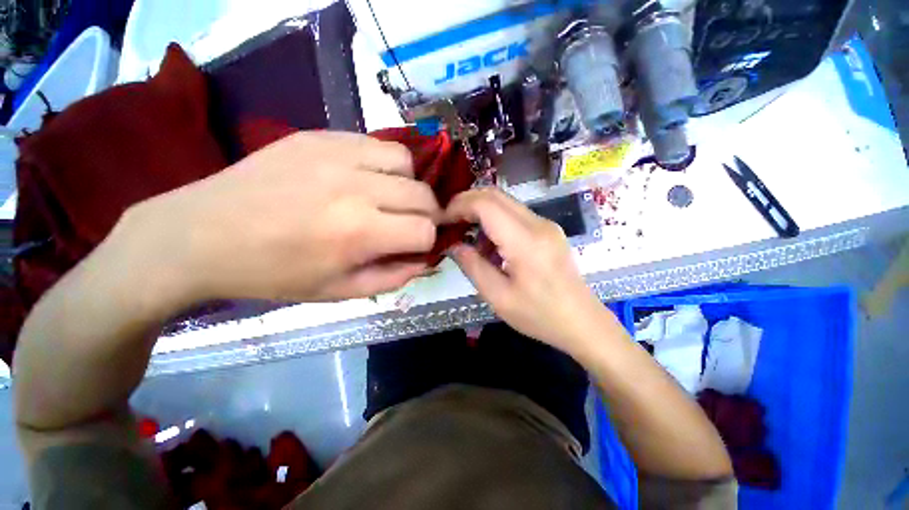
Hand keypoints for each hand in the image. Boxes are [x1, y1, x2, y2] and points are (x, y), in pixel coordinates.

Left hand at [121, 131, 439, 302]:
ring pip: (406, 161)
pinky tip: (364, 178)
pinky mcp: (319, 136)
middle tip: (409, 224)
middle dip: (426, 215)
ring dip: (407, 184)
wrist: (199, 236)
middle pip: (424, 195)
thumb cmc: (273, 274)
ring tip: (388, 197)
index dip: (427, 242)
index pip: (425, 231)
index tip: (414, 247)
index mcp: (358, 232)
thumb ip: (393, 278)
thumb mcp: (339, 292)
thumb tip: (425, 262)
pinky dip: (383, 164)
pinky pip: (375, 143)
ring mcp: (336, 153)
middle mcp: (355, 187)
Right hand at [445, 188, 612, 354]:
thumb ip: (472, 266)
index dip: (459, 206)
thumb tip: (453, 245)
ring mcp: (546, 224)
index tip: (442, 220)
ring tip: (466, 236)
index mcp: (525, 241)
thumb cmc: (539, 316)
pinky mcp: (548, 230)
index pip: (485, 204)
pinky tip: (489, 244)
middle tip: (449, 223)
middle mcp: (538, 224)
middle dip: (466, 203)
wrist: (583, 322)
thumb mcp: (498, 297)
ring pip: (504, 202)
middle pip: (495, 195)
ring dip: (480, 212)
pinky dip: (495, 221)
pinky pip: (515, 215)